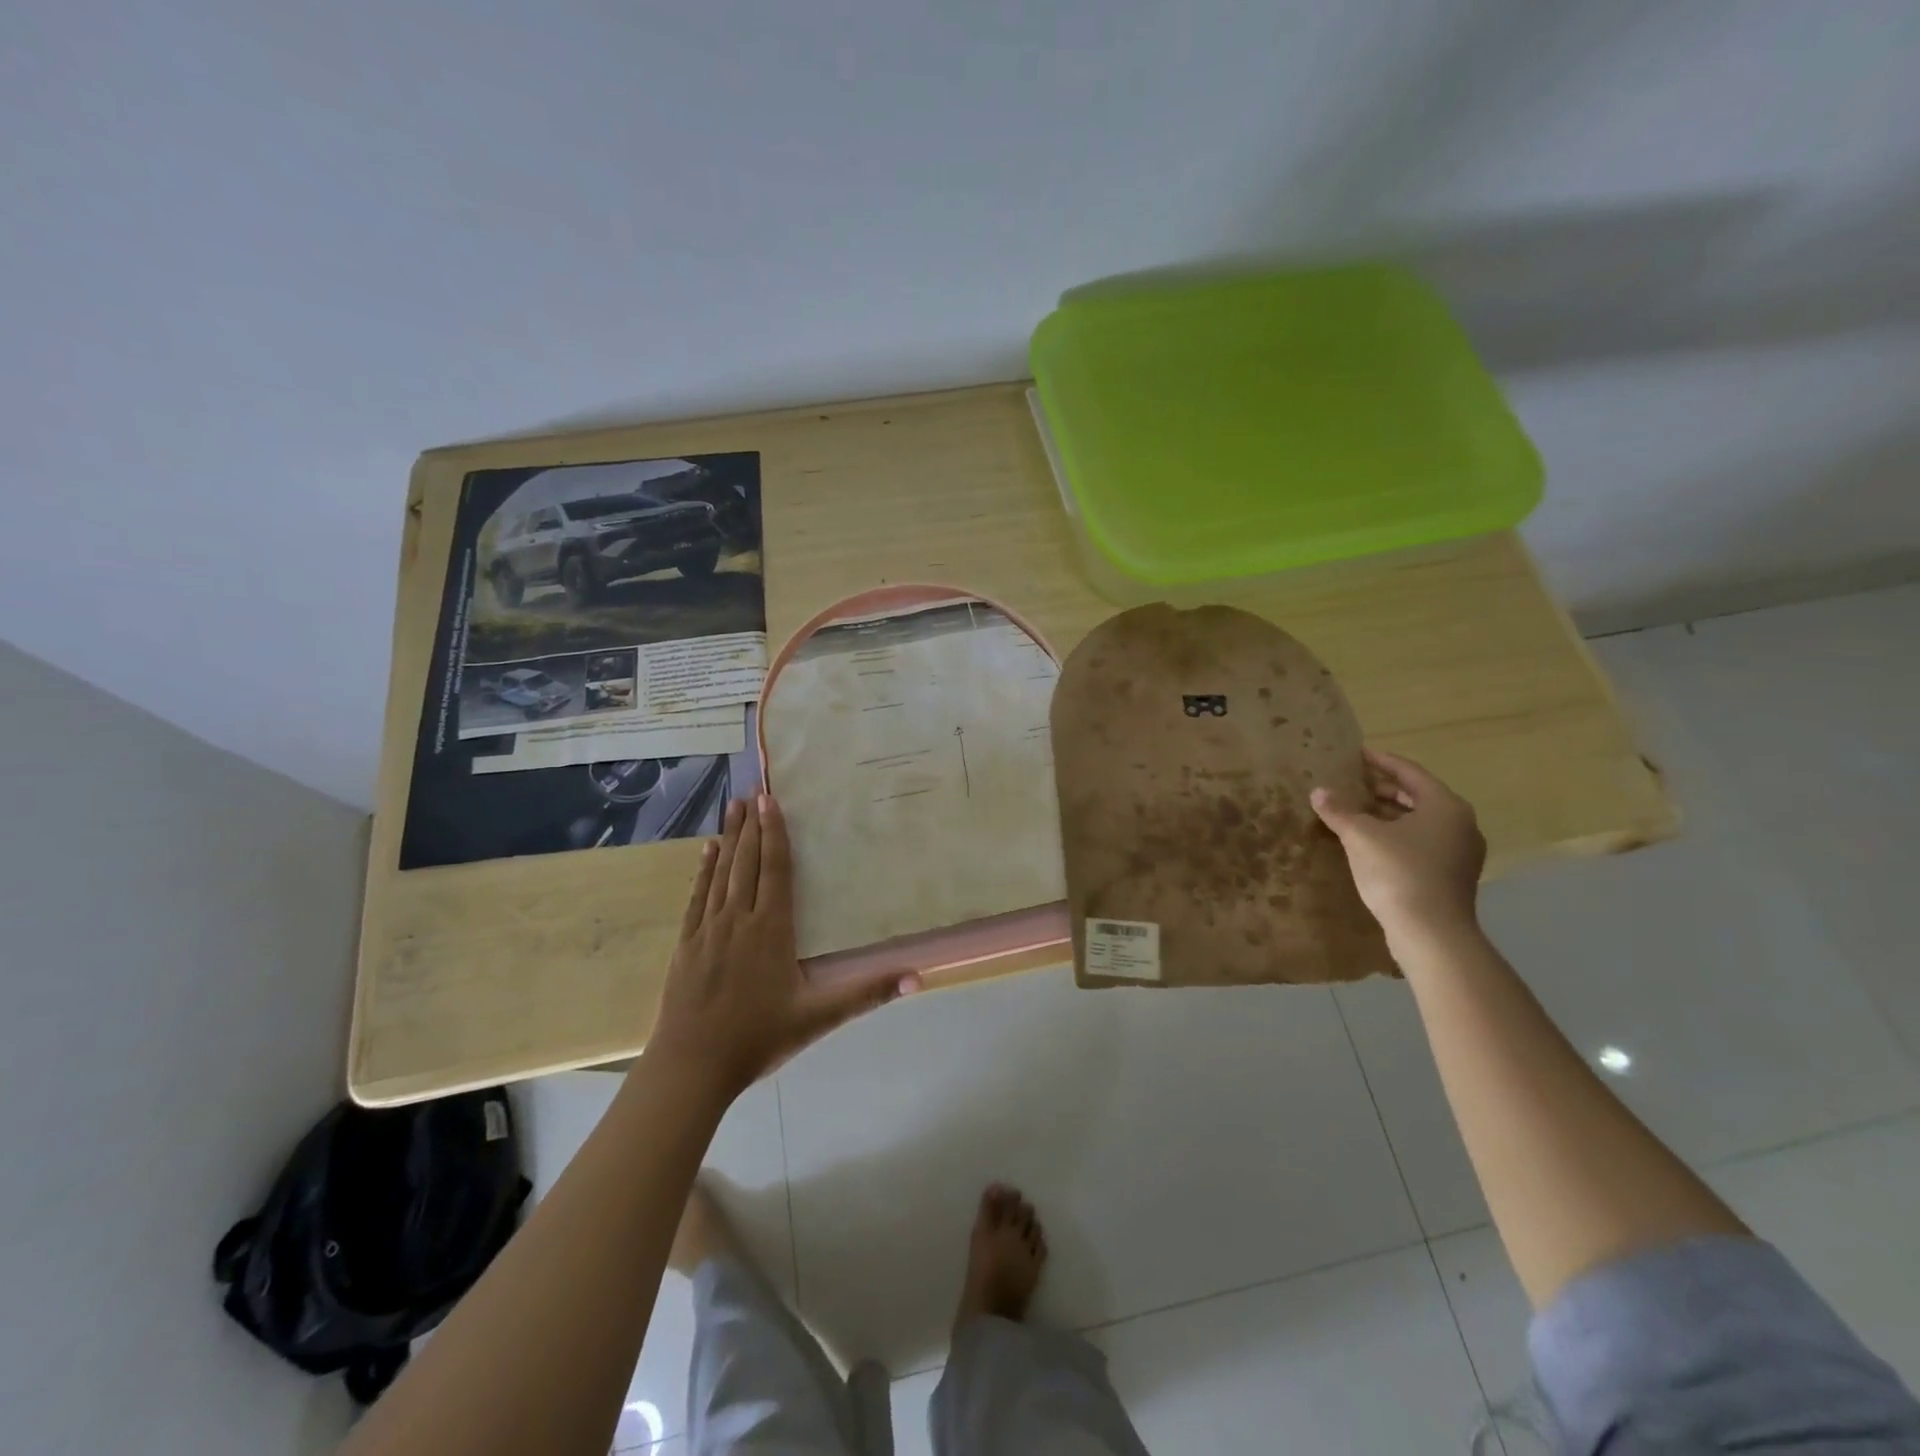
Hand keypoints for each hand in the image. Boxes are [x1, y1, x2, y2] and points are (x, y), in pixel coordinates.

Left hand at [650, 794, 919, 1098]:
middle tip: (754, 790)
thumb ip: (867, 994)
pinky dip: (703, 870)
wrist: (692, 1066)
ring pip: (721, 873)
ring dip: (729, 837)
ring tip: (733, 805)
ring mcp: (708, 929)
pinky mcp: (686, 943)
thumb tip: (917, 977)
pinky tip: (706, 851)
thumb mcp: (819, 1018)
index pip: (776, 871)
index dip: (776, 834)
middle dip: (753, 825)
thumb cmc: (758, 1038)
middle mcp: (739, 919)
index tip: (772, 801)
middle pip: (748, 863)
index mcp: (772, 930)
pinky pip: (697, 897)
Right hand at [1311, 748, 1485, 946]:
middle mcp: (1460, 824)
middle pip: (1418, 796)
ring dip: (1388, 814)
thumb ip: (1339, 811)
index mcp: (1445, 806)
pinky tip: (1371, 843)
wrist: (1431, 932)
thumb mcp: (1360, 836)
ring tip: (1356, 812)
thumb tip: (1318, 792)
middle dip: (1383, 789)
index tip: (1358, 754)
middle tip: (1352, 783)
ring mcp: (1460, 852)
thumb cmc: (1398, 872)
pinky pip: (1422, 843)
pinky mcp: (1451, 876)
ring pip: (1420, 822)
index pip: (1409, 772)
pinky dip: (1397, 835)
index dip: (1381, 761)